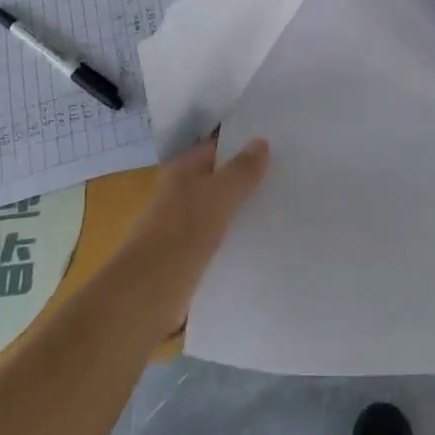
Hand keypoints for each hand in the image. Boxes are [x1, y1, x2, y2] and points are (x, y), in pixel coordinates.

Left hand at [122, 132, 269, 333]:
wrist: (148, 292)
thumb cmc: (183, 232)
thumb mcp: (220, 194)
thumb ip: (241, 169)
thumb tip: (260, 141)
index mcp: (183, 169)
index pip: (218, 148)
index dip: (244, 145)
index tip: (277, 146)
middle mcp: (180, 192)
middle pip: (219, 178)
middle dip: (247, 178)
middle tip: (286, 176)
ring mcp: (181, 224)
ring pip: (219, 209)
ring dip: (242, 209)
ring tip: (280, 207)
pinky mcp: (186, 254)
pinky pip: (217, 237)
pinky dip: (234, 236)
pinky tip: (259, 240)